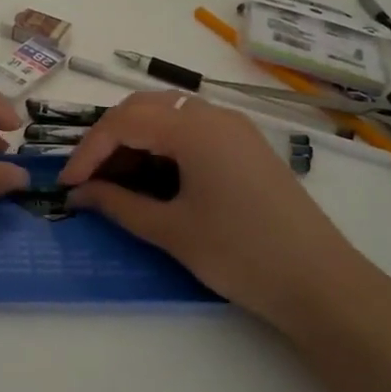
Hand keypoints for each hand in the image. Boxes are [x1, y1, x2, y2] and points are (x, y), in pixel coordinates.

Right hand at [58, 91, 371, 331]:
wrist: (322, 284)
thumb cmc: (241, 254)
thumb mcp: (172, 230)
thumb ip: (119, 205)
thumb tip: (80, 193)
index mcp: (194, 128)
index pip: (123, 123)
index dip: (88, 151)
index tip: (68, 184)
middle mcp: (214, 115)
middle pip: (144, 107)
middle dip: (108, 138)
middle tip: (88, 176)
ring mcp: (234, 129)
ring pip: (168, 115)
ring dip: (135, 139)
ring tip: (116, 179)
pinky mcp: (246, 146)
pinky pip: (192, 129)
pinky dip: (162, 144)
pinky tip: (154, 176)